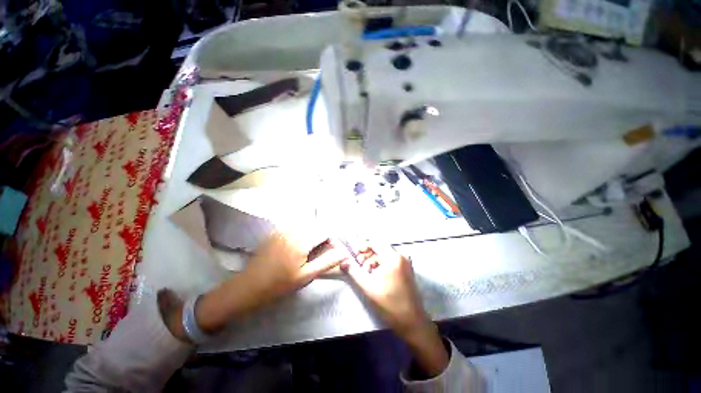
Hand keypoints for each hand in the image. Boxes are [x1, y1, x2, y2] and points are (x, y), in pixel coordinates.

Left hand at [191, 232, 346, 335]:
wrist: (249, 286)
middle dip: (321, 237)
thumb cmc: (280, 284)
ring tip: (308, 251)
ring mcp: (283, 230)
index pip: (324, 231)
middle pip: (315, 226)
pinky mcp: (276, 232)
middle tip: (318, 253)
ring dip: (312, 234)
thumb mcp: (306, 276)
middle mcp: (292, 230)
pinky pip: (295, 227)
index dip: (330, 240)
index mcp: (301, 240)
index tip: (329, 251)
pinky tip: (297, 248)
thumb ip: (327, 262)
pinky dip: (301, 234)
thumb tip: (344, 253)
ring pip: (306, 226)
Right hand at [342, 243, 448, 377]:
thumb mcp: (368, 287)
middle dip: (367, 254)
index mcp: (393, 257)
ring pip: (385, 253)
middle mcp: (401, 255)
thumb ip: (354, 272)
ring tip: (366, 271)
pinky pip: (391, 259)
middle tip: (358, 264)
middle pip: (380, 247)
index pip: (375, 242)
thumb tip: (343, 262)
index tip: (354, 255)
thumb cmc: (389, 304)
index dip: (363, 246)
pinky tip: (375, 274)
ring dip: (373, 259)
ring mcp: (405, 262)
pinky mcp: (407, 268)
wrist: (412, 322)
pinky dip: (381, 263)